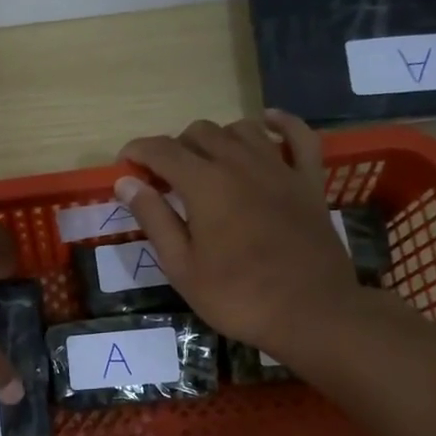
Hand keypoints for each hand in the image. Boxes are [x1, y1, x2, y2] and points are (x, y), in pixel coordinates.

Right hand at [116, 112, 360, 355]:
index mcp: (205, 184)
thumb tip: (125, 182)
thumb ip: (154, 218)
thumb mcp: (182, 266)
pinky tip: (266, 122)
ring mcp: (279, 168)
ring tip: (206, 163)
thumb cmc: (237, 296)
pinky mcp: (308, 181)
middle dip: (174, 147)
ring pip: (242, 129)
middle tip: (164, 179)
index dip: (137, 152)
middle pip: (200, 132)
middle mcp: (240, 163)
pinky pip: (298, 136)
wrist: (311, 313)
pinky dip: (280, 123)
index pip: (162, 150)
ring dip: (217, 138)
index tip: (124, 166)